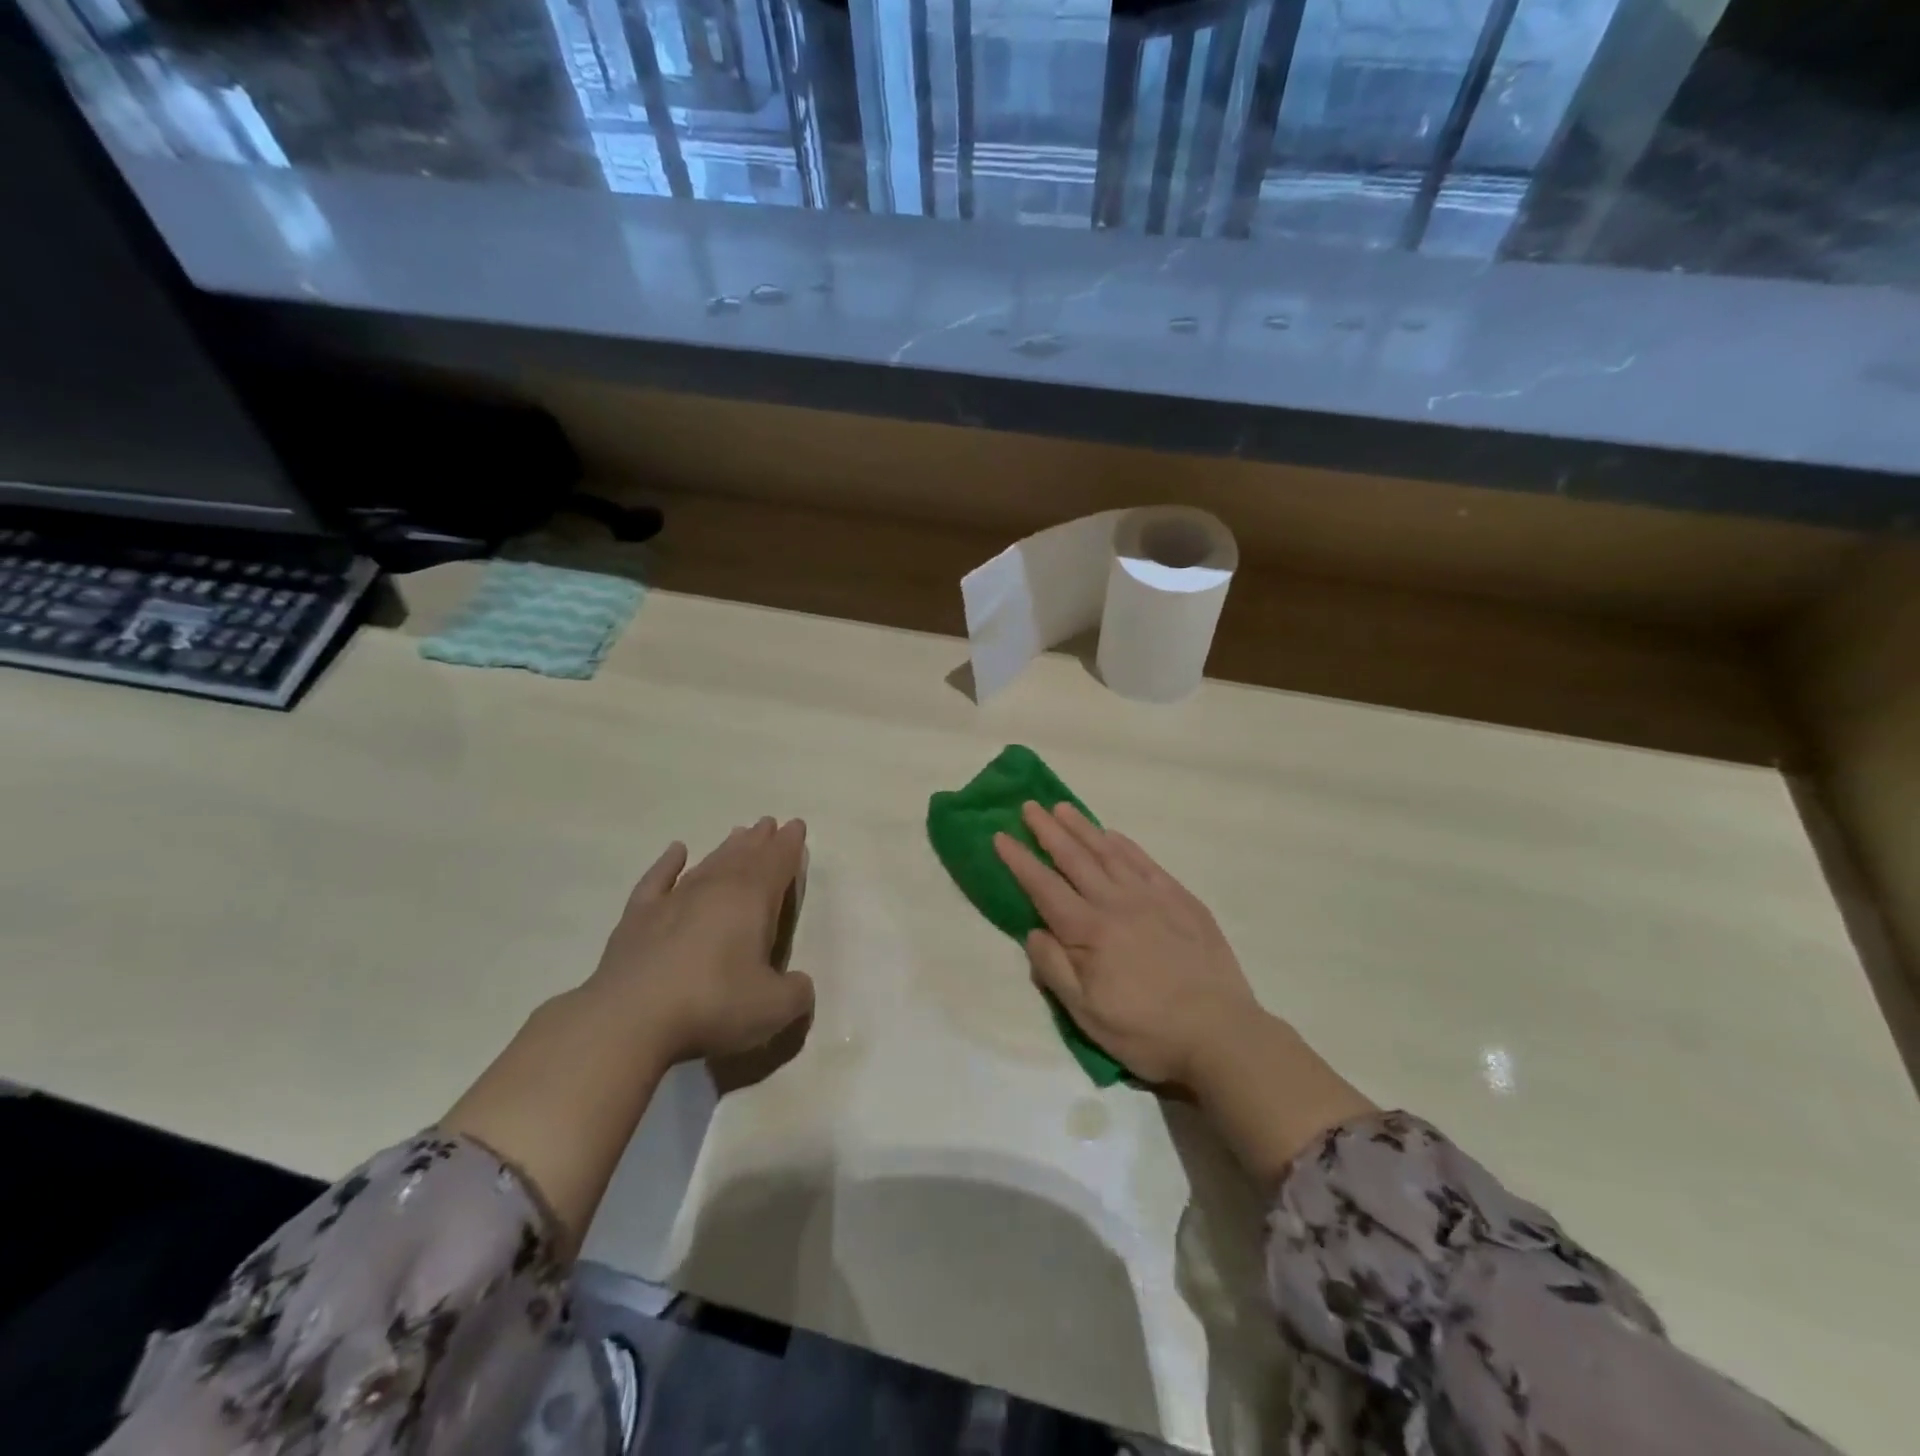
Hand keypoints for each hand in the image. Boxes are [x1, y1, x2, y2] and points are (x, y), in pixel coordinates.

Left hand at [589, 817, 814, 1067]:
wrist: (629, 1021)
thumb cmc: (712, 1005)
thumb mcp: (773, 1008)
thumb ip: (796, 993)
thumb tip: (799, 984)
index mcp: (751, 900)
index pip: (777, 863)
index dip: (789, 845)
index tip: (796, 825)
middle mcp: (714, 889)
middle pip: (743, 857)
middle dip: (760, 840)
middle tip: (769, 823)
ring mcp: (672, 901)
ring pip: (707, 864)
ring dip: (725, 848)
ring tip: (738, 833)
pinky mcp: (637, 918)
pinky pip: (658, 879)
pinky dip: (668, 864)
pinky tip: (676, 851)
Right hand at [995, 801, 1371, 1182]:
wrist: (1221, 1033)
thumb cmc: (1146, 1031)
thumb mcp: (1087, 1014)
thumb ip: (1055, 969)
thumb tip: (1033, 931)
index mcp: (1089, 931)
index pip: (1044, 887)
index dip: (1020, 861)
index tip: (1000, 835)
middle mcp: (1116, 903)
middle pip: (1075, 859)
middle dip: (1047, 831)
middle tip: (1029, 806)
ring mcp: (1152, 897)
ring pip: (1109, 853)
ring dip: (1083, 828)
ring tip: (1062, 808)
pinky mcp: (1181, 900)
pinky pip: (1146, 862)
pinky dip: (1125, 844)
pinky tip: (1113, 835)